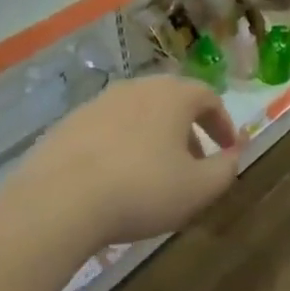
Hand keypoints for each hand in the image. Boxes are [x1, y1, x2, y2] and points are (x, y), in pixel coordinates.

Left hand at [0, 76, 238, 250]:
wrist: (57, 202)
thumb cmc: (142, 190)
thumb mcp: (200, 188)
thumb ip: (226, 169)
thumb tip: (232, 155)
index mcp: (172, 95)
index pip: (209, 97)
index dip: (223, 124)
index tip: (227, 151)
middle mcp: (135, 88)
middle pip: (172, 102)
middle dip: (188, 132)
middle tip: (194, 164)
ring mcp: (97, 103)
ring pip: (138, 115)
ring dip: (154, 139)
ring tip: (154, 175)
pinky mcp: (67, 124)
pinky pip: (107, 130)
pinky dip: (121, 147)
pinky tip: (116, 180)